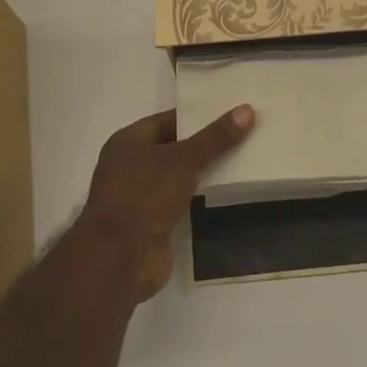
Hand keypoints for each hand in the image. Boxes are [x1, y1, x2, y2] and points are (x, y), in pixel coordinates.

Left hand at [79, 106, 255, 299]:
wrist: (120, 256)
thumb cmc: (145, 193)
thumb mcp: (184, 159)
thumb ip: (215, 137)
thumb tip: (247, 110)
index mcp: (128, 141)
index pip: (167, 120)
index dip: (196, 116)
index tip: (228, 113)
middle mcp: (129, 166)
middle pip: (172, 149)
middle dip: (202, 145)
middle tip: (240, 136)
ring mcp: (139, 197)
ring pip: (177, 178)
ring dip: (201, 174)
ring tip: (240, 161)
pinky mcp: (150, 225)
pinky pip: (179, 203)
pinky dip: (197, 200)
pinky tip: (224, 194)